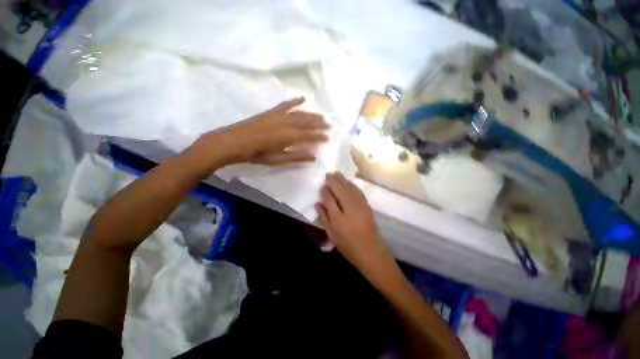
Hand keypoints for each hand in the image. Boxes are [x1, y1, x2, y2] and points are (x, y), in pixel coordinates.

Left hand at [193, 97, 328, 167]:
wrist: (232, 142)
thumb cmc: (255, 154)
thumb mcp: (277, 160)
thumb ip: (296, 157)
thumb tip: (313, 155)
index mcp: (287, 137)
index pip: (308, 136)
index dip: (319, 137)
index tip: (329, 137)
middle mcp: (285, 123)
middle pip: (306, 123)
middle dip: (319, 124)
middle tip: (329, 125)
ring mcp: (278, 116)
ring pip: (299, 114)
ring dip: (311, 115)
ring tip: (322, 116)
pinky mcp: (270, 112)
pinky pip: (284, 105)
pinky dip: (294, 101)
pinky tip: (302, 98)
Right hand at [315, 172, 393, 270]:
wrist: (370, 251)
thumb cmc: (347, 245)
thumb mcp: (331, 234)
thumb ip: (323, 218)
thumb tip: (317, 204)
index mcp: (338, 219)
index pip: (330, 200)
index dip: (325, 191)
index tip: (322, 186)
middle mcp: (349, 210)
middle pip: (340, 191)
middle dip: (333, 181)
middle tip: (328, 174)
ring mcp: (360, 207)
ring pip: (349, 189)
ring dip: (343, 180)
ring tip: (336, 173)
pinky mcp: (367, 206)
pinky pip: (358, 192)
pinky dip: (352, 185)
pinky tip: (348, 182)